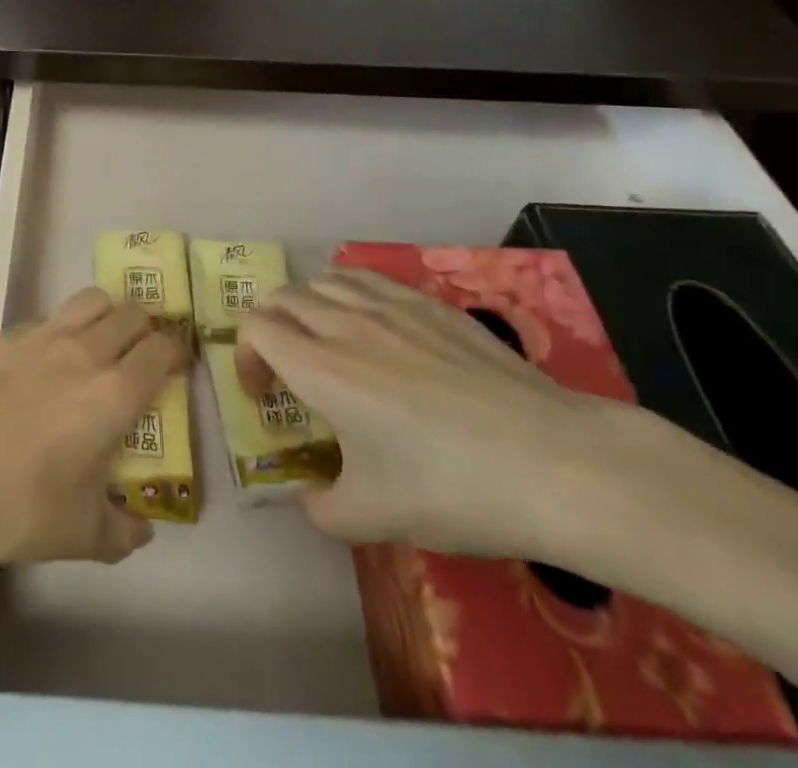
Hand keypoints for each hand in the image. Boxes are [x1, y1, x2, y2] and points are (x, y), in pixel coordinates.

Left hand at [0, 289, 183, 567]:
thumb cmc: (15, 506)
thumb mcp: (78, 535)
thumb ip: (121, 531)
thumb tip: (143, 529)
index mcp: (114, 394)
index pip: (161, 350)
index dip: (175, 352)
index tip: (175, 365)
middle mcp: (85, 352)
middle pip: (131, 314)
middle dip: (144, 327)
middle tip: (139, 352)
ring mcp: (41, 336)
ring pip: (89, 300)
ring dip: (106, 313)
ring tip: (99, 340)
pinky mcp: (3, 335)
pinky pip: (44, 319)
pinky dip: (57, 331)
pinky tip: (40, 362)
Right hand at [236, 267, 630, 558]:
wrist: (552, 461)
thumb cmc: (453, 489)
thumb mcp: (374, 519)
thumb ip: (321, 508)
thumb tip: (309, 496)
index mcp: (320, 369)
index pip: (255, 328)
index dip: (245, 357)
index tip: (264, 395)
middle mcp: (344, 323)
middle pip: (283, 298)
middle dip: (270, 329)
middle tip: (289, 371)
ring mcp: (389, 305)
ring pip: (324, 279)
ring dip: (309, 306)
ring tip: (328, 343)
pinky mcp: (429, 302)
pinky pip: (368, 278)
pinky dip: (350, 293)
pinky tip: (375, 327)